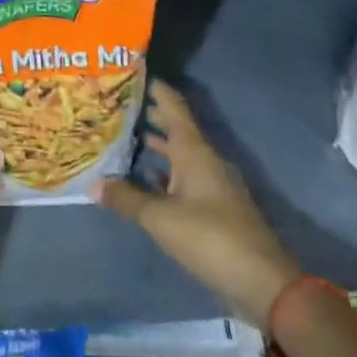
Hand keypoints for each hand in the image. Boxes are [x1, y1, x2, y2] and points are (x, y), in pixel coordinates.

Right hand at [100, 80, 301, 325]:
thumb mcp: (160, 218)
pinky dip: (163, 173)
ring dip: (155, 145)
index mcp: (194, 150)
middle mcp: (204, 159)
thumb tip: (93, 184)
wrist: (262, 282)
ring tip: (123, 138)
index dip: (155, 88)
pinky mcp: (215, 208)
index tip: (130, 73)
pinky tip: (144, 180)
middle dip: (149, 115)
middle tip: (116, 105)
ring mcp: (212, 184)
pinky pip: (183, 178)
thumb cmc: (210, 237)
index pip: (173, 105)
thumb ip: (127, 198)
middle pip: (175, 128)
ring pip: (179, 154)